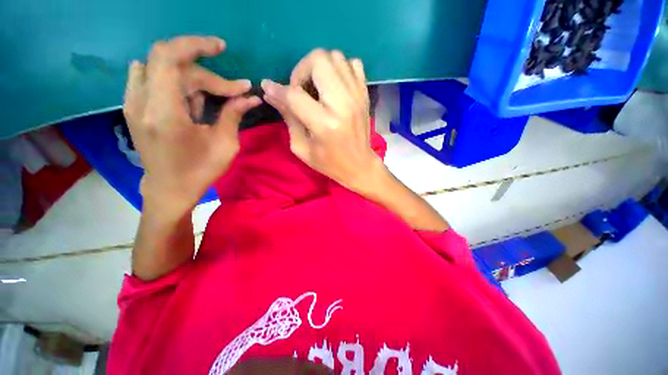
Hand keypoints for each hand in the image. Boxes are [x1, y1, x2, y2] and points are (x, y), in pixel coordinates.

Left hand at [123, 36, 260, 218]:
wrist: (169, 189)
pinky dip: (176, 81)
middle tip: (236, 92)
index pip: (169, 57)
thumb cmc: (200, 171)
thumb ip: (234, 115)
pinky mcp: (134, 106)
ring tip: (212, 102)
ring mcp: (133, 103)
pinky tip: (190, 98)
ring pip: (164, 69)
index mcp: (164, 112)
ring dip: (194, 80)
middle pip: (173, 64)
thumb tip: (251, 97)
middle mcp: (141, 101)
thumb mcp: (225, 145)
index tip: (221, 48)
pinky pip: (152, 77)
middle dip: (208, 75)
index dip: (195, 44)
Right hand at [260, 49, 386, 194]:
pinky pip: (353, 64)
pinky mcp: (365, 95)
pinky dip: (340, 69)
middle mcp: (342, 104)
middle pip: (319, 60)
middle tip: (300, 89)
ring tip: (316, 88)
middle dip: (301, 70)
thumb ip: (288, 118)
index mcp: (325, 124)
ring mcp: (357, 97)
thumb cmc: (329, 162)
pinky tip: (334, 86)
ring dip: (319, 68)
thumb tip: (271, 93)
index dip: (277, 89)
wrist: (359, 165)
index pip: (295, 95)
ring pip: (335, 57)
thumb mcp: (302, 147)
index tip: (268, 87)